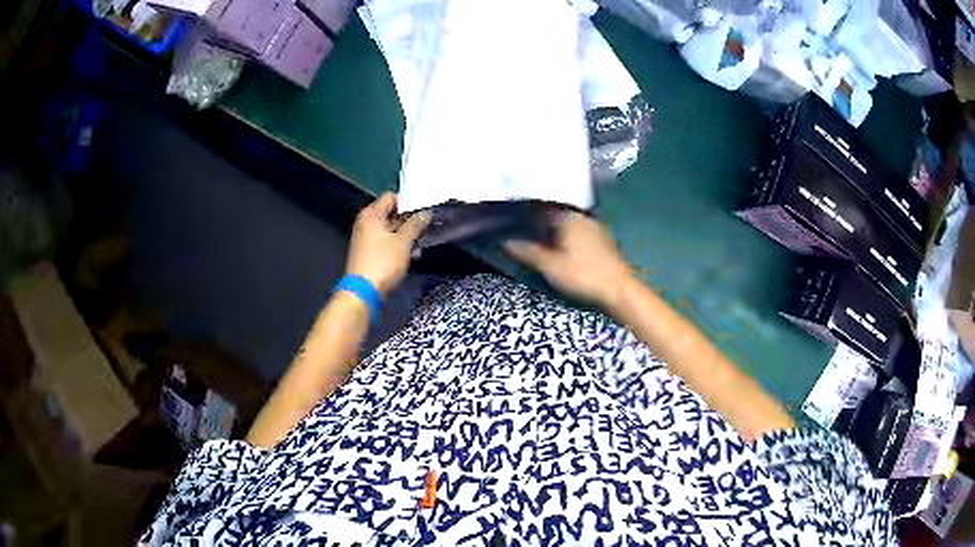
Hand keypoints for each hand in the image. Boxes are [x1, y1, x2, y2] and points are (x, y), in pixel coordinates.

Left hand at [345, 193, 430, 296]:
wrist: (362, 291)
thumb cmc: (383, 262)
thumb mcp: (403, 242)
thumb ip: (415, 225)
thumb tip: (425, 213)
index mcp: (371, 214)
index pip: (391, 197)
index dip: (408, 203)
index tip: (422, 213)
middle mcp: (364, 222)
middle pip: (389, 213)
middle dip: (407, 221)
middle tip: (424, 229)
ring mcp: (363, 238)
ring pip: (388, 230)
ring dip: (403, 236)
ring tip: (419, 245)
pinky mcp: (365, 252)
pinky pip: (383, 242)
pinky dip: (395, 245)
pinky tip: (408, 255)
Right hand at [505, 211, 633, 307]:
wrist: (619, 291)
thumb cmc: (583, 275)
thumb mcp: (549, 266)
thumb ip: (526, 252)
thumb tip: (504, 241)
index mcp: (568, 217)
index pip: (540, 207)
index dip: (524, 213)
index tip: (509, 219)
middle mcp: (582, 216)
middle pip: (554, 214)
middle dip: (538, 221)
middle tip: (519, 230)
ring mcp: (595, 227)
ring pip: (567, 224)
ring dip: (552, 230)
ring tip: (536, 239)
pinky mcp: (602, 241)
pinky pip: (577, 232)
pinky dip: (565, 237)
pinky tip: (558, 248)